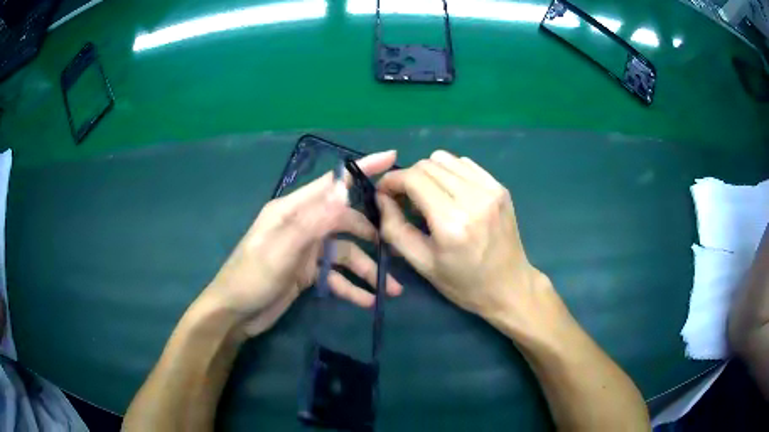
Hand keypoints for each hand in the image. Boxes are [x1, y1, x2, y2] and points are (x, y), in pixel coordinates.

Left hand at [200, 151, 402, 336]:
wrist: (235, 313)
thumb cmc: (252, 276)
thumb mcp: (281, 247)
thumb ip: (313, 220)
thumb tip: (345, 190)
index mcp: (293, 209)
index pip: (332, 183)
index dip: (362, 168)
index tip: (392, 157)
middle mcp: (303, 225)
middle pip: (345, 221)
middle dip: (371, 233)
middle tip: (397, 245)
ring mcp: (306, 250)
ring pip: (345, 253)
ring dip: (366, 268)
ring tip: (390, 288)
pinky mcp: (308, 273)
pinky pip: (336, 275)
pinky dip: (352, 287)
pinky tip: (368, 300)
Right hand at [377, 150, 562, 333]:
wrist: (509, 287)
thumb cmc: (464, 283)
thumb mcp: (422, 264)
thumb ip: (395, 229)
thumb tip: (382, 199)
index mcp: (451, 222)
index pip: (413, 178)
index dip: (392, 181)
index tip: (384, 193)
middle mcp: (473, 198)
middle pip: (427, 164)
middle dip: (408, 178)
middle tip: (405, 199)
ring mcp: (490, 189)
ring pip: (446, 159)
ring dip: (429, 173)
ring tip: (429, 197)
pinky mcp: (500, 187)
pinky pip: (465, 164)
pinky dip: (450, 173)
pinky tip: (451, 194)